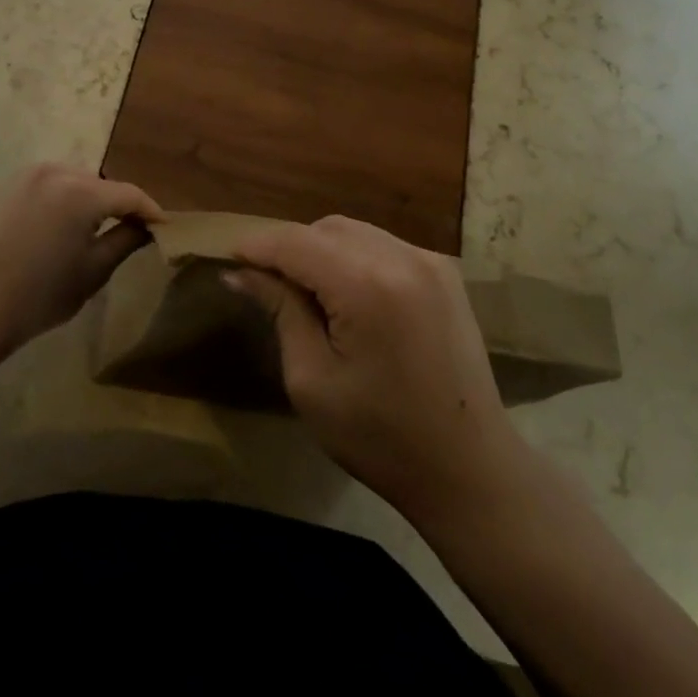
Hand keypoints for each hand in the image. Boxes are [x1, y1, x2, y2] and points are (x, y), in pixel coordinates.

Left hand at [0, 164, 161, 349]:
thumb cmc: (40, 296)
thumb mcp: (94, 271)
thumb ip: (126, 240)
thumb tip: (148, 226)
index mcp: (81, 192)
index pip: (129, 194)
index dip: (150, 211)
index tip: (164, 227)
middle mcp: (56, 172)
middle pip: (102, 184)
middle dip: (120, 204)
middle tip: (133, 229)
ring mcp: (28, 175)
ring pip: (77, 181)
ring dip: (92, 199)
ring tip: (99, 227)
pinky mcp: (9, 185)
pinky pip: (51, 184)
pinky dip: (65, 198)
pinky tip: (65, 224)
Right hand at [228, 216, 530, 520]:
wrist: (469, 468)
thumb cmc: (380, 437)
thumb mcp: (312, 380)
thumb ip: (281, 311)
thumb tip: (242, 273)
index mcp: (368, 285)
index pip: (297, 242)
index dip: (259, 246)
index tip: (229, 257)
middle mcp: (403, 257)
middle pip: (328, 228)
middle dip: (291, 247)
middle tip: (265, 282)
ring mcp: (430, 261)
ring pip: (356, 232)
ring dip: (322, 250)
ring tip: (304, 289)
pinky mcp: (445, 274)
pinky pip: (384, 246)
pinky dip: (355, 257)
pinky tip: (346, 294)